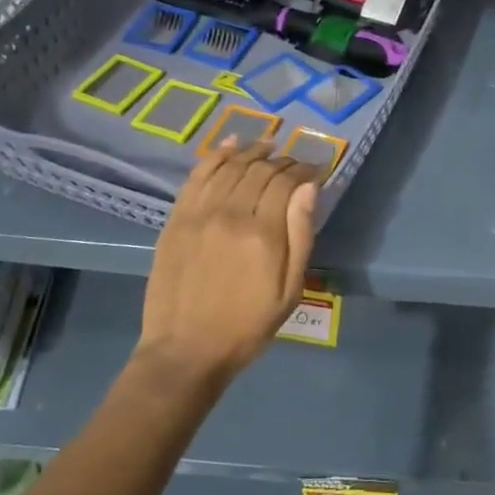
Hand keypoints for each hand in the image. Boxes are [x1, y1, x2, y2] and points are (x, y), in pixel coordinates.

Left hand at [138, 139, 320, 383]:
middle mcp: (231, 213)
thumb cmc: (247, 325)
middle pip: (260, 170)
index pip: (287, 182)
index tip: (317, 170)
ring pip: (231, 166)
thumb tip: (309, 188)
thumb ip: (301, 236)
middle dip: (283, 161)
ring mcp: (200, 213)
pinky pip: (199, 174)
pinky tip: (231, 145)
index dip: (305, 170)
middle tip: (295, 164)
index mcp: (264, 234)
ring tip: (269, 146)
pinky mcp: (177, 218)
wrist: (186, 349)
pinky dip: (217, 155)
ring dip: (253, 151)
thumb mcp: (289, 289)